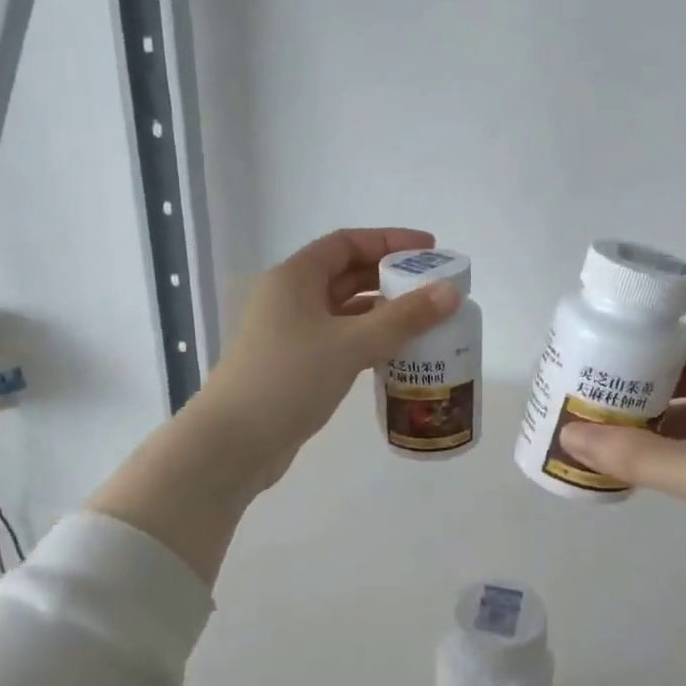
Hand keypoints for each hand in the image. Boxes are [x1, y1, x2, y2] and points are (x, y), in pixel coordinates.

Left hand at [189, 227, 461, 489]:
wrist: (234, 444)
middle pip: (347, 275)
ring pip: (345, 312)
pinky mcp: (296, 366)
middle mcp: (290, 299)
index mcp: (294, 278)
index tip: (430, 250)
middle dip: (390, 278)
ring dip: (382, 313)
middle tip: (434, 289)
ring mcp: (291, 334)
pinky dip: (369, 341)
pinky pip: (341, 341)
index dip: (390, 242)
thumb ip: (404, 318)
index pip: (347, 243)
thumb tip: (451, 292)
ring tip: (425, 320)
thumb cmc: (289, 380)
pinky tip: (398, 354)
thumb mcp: (351, 344)